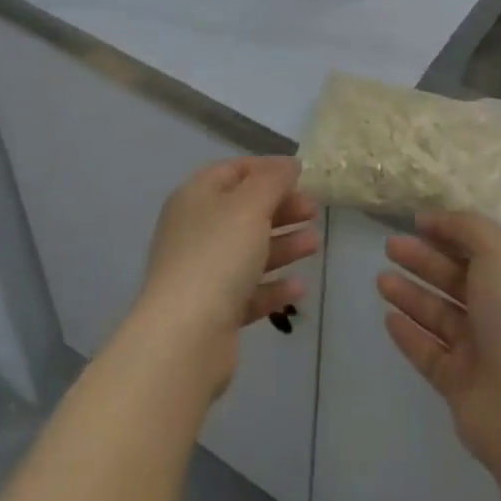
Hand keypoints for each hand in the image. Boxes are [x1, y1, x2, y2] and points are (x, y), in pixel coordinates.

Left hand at [136, 157, 319, 392]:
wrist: (185, 337)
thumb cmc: (218, 256)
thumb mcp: (250, 205)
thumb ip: (272, 180)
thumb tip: (289, 164)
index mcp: (196, 197)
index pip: (233, 171)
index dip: (267, 168)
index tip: (302, 174)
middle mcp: (195, 230)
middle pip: (243, 210)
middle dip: (280, 208)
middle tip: (314, 210)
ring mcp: (202, 272)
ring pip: (248, 250)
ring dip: (283, 244)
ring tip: (315, 244)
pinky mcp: (213, 310)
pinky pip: (248, 290)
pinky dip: (273, 285)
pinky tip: (298, 287)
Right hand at [379, 210, 500, 478]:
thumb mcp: (499, 254)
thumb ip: (467, 229)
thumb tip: (435, 220)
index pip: (481, 247)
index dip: (450, 232)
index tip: (416, 222)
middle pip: (456, 279)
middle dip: (423, 260)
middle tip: (389, 246)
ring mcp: (481, 350)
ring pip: (439, 314)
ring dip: (411, 294)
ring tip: (380, 279)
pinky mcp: (460, 383)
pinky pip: (429, 352)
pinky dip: (409, 334)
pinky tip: (388, 318)